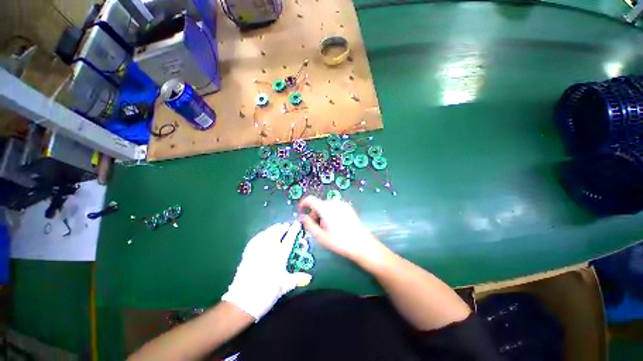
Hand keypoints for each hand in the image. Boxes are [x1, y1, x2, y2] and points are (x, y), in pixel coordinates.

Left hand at [221, 222, 311, 320]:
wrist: (243, 301)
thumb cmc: (267, 293)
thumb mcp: (284, 286)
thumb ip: (296, 278)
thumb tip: (309, 276)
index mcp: (280, 255)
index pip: (289, 238)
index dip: (294, 229)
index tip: (297, 223)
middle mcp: (269, 248)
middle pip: (277, 232)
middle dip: (283, 227)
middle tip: (287, 225)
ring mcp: (257, 249)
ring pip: (267, 233)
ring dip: (273, 228)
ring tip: (277, 226)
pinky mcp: (248, 253)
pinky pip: (256, 238)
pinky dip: (262, 234)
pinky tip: (263, 234)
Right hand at [298, 196, 387, 266]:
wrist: (362, 244)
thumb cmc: (340, 241)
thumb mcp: (321, 236)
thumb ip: (309, 225)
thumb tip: (302, 217)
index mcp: (325, 208)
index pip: (310, 199)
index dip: (303, 204)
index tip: (301, 211)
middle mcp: (333, 202)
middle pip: (319, 204)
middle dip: (314, 213)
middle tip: (315, 227)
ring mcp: (342, 204)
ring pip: (326, 206)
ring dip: (322, 214)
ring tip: (326, 228)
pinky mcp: (348, 207)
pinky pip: (334, 207)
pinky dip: (330, 212)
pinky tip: (335, 225)